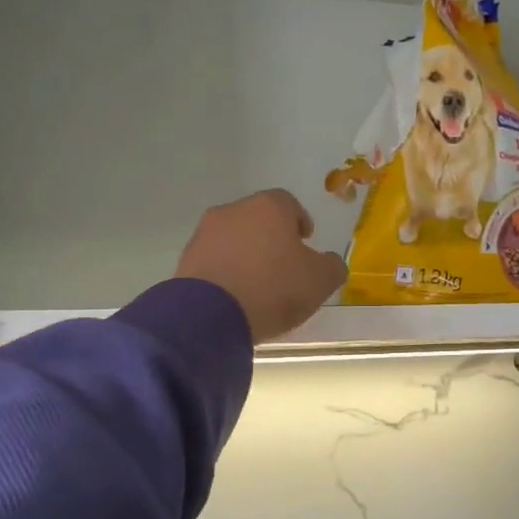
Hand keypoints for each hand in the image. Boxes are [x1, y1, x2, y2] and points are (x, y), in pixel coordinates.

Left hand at [174, 189, 347, 344]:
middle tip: (283, 264)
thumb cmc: (274, 288)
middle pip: (258, 219)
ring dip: (246, 255)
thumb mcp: (320, 280)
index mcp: (269, 207)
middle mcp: (233, 211)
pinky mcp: (186, 260)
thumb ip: (332, 266)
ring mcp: (205, 234)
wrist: (211, 315)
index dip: (300, 221)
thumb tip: (330, 262)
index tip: (305, 242)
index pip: (289, 203)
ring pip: (233, 239)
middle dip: (271, 238)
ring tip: (258, 285)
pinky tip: (236, 296)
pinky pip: (214, 262)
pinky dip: (226, 272)